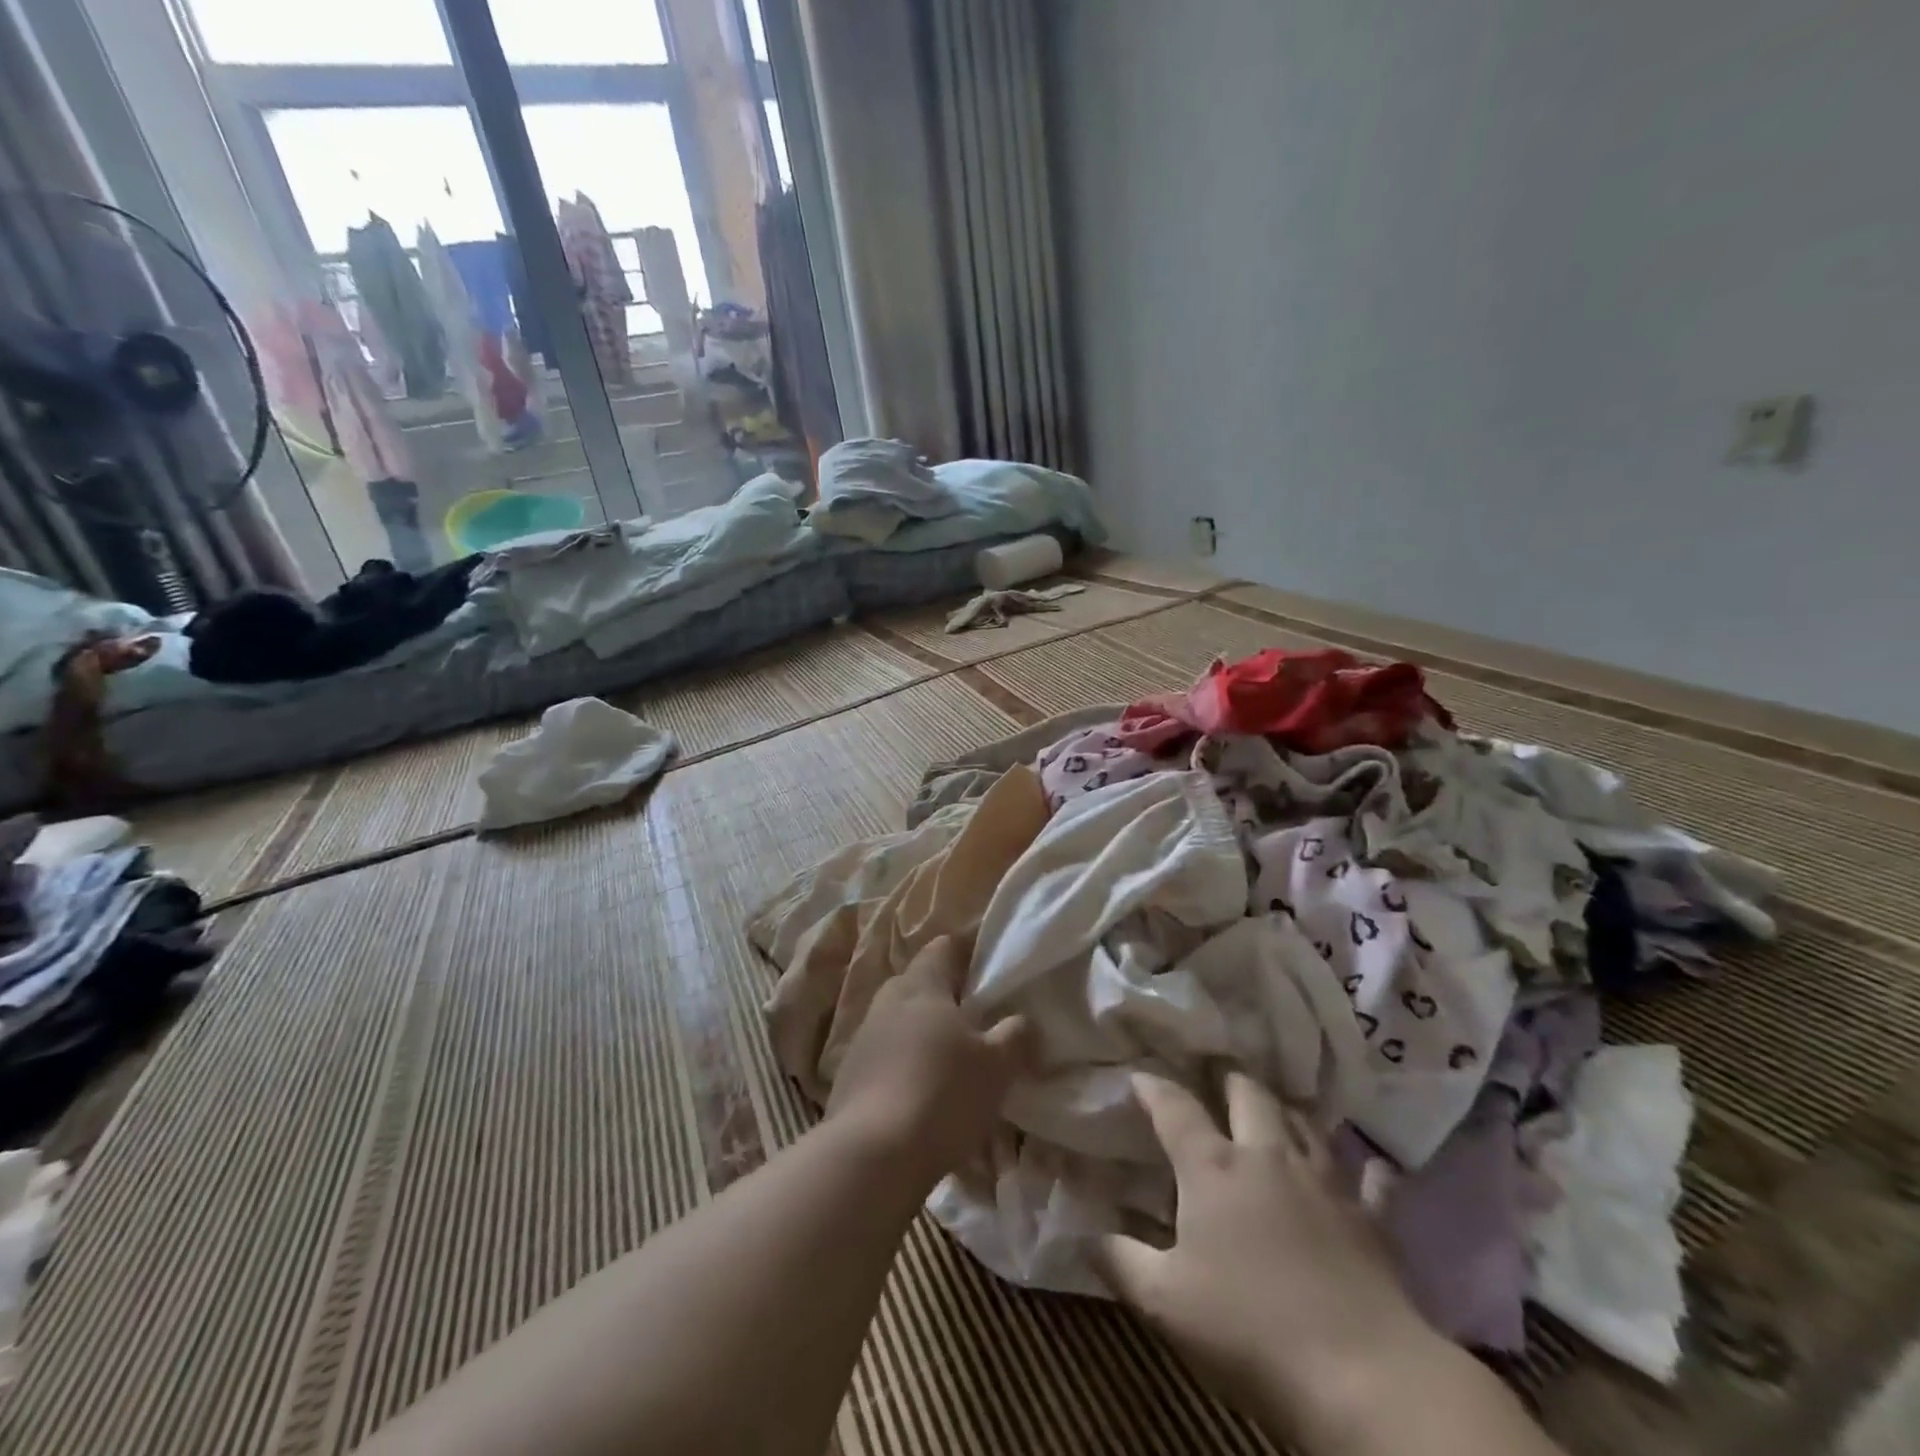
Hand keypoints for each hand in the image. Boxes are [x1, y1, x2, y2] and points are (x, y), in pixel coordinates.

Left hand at [826, 936, 1033, 1184]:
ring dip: (921, 1031)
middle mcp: (888, 1000)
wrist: (872, 1154)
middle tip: (973, 1017)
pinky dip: (902, 1063)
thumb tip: (1023, 1021)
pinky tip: (920, 1092)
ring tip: (949, 1058)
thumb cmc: (942, 1093)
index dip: (966, 951)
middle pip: (918, 982)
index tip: (987, 968)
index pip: (943, 947)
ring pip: (898, 1020)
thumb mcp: (997, 1066)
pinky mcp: (848, 1075)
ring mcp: (863, 1037)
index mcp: (923, 985)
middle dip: (943, 995)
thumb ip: (1015, 1036)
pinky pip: (883, 1055)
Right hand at [1093, 1072, 1440, 1444]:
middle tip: (1215, 1081)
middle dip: (1228, 1081)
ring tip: (1272, 1112)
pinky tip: (1368, 1165)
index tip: (1138, 1077)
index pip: (1174, 1107)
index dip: (1153, 1087)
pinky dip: (1365, 1169)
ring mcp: (1324, 1182)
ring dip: (1284, 1112)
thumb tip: (1082, 1233)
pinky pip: (1371, 1180)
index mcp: (1212, 1168)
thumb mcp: (1164, 1302)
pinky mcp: (1370, 1219)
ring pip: (1303, 1123)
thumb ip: (1119, 1260)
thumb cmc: (1249, 1330)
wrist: (1362, 1377)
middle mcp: (1267, 1156)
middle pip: (1248, 1094)